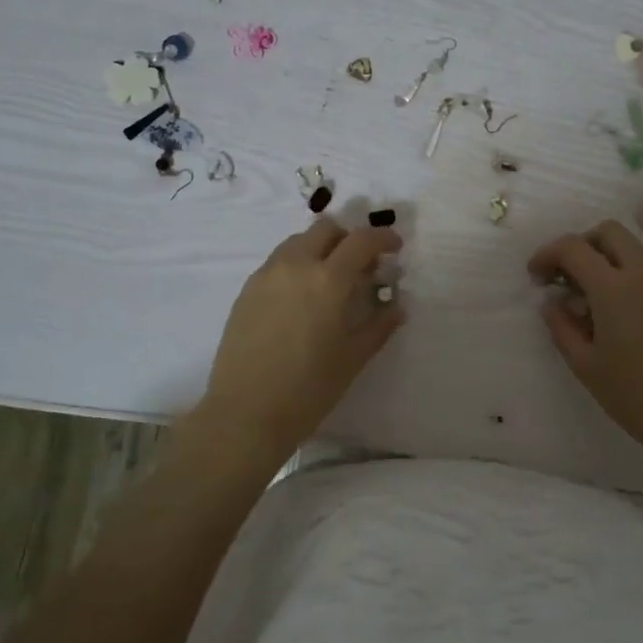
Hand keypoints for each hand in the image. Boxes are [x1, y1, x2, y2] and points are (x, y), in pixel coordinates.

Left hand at [197, 215, 404, 457]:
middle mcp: (295, 266)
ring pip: (298, 242)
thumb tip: (396, 306)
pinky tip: (301, 299)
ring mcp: (266, 275)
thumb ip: (379, 326)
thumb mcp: (353, 358)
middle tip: (361, 266)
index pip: (361, 240)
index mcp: (328, 280)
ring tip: (329, 282)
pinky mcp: (246, 290)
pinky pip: (277, 262)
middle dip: (348, 239)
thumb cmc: (308, 389)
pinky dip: (297, 266)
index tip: (395, 248)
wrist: (246, 413)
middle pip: (325, 229)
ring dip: (320, 249)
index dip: (383, 238)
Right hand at [528, 220, 642, 470]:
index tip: (536, 278)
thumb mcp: (586, 366)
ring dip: (605, 260)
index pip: (573, 247)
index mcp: (616, 288)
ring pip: (632, 249)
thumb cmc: (637, 398)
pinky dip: (626, 276)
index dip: (547, 255)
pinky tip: (619, 315)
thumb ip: (562, 326)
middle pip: (608, 232)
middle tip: (564, 278)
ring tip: (589, 302)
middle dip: (580, 245)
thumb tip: (552, 302)